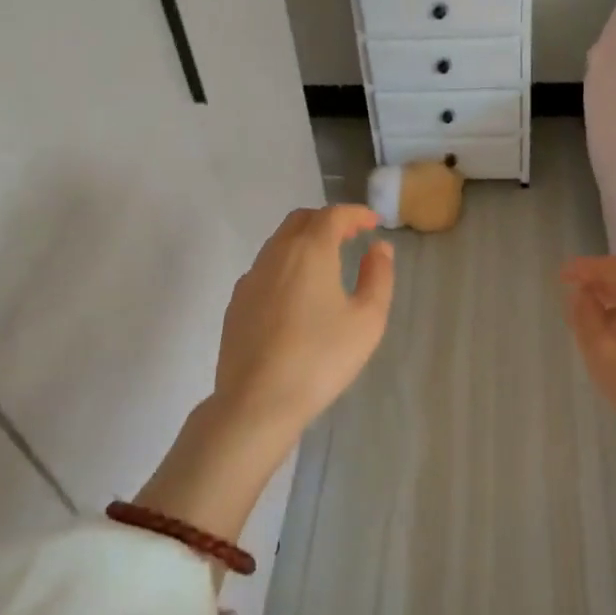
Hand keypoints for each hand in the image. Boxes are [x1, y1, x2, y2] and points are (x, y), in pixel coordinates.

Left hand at [135, 206, 393, 562]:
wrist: (257, 401)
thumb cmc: (321, 358)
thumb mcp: (367, 319)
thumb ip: (378, 276)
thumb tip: (379, 248)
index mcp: (310, 251)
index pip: (333, 215)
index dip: (356, 213)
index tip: (373, 222)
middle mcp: (276, 254)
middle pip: (301, 220)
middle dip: (327, 220)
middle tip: (350, 236)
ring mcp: (251, 278)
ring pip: (279, 243)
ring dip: (304, 241)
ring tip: (326, 263)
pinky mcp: (237, 303)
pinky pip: (265, 268)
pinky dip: (286, 265)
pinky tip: (297, 294)